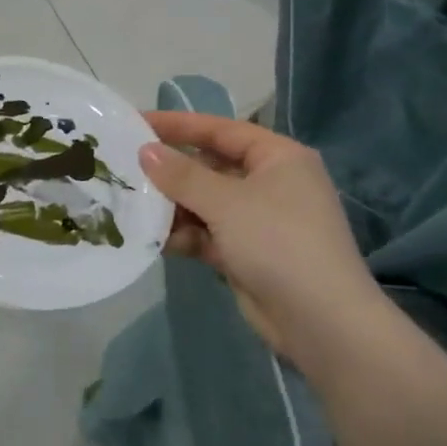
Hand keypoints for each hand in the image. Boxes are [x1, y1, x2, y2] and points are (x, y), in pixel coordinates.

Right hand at [139, 111, 377, 368]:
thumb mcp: (226, 202)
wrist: (321, 322)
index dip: (178, 125)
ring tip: (133, 207)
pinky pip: (209, 234)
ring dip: (173, 207)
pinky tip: (154, 239)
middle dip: (171, 172)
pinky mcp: (248, 253)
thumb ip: (182, 175)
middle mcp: (271, 183)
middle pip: (210, 167)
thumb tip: (145, 151)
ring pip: (206, 203)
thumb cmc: (278, 242)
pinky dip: (185, 235)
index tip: (136, 123)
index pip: (220, 130)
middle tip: (125, 169)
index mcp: (278, 157)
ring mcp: (260, 221)